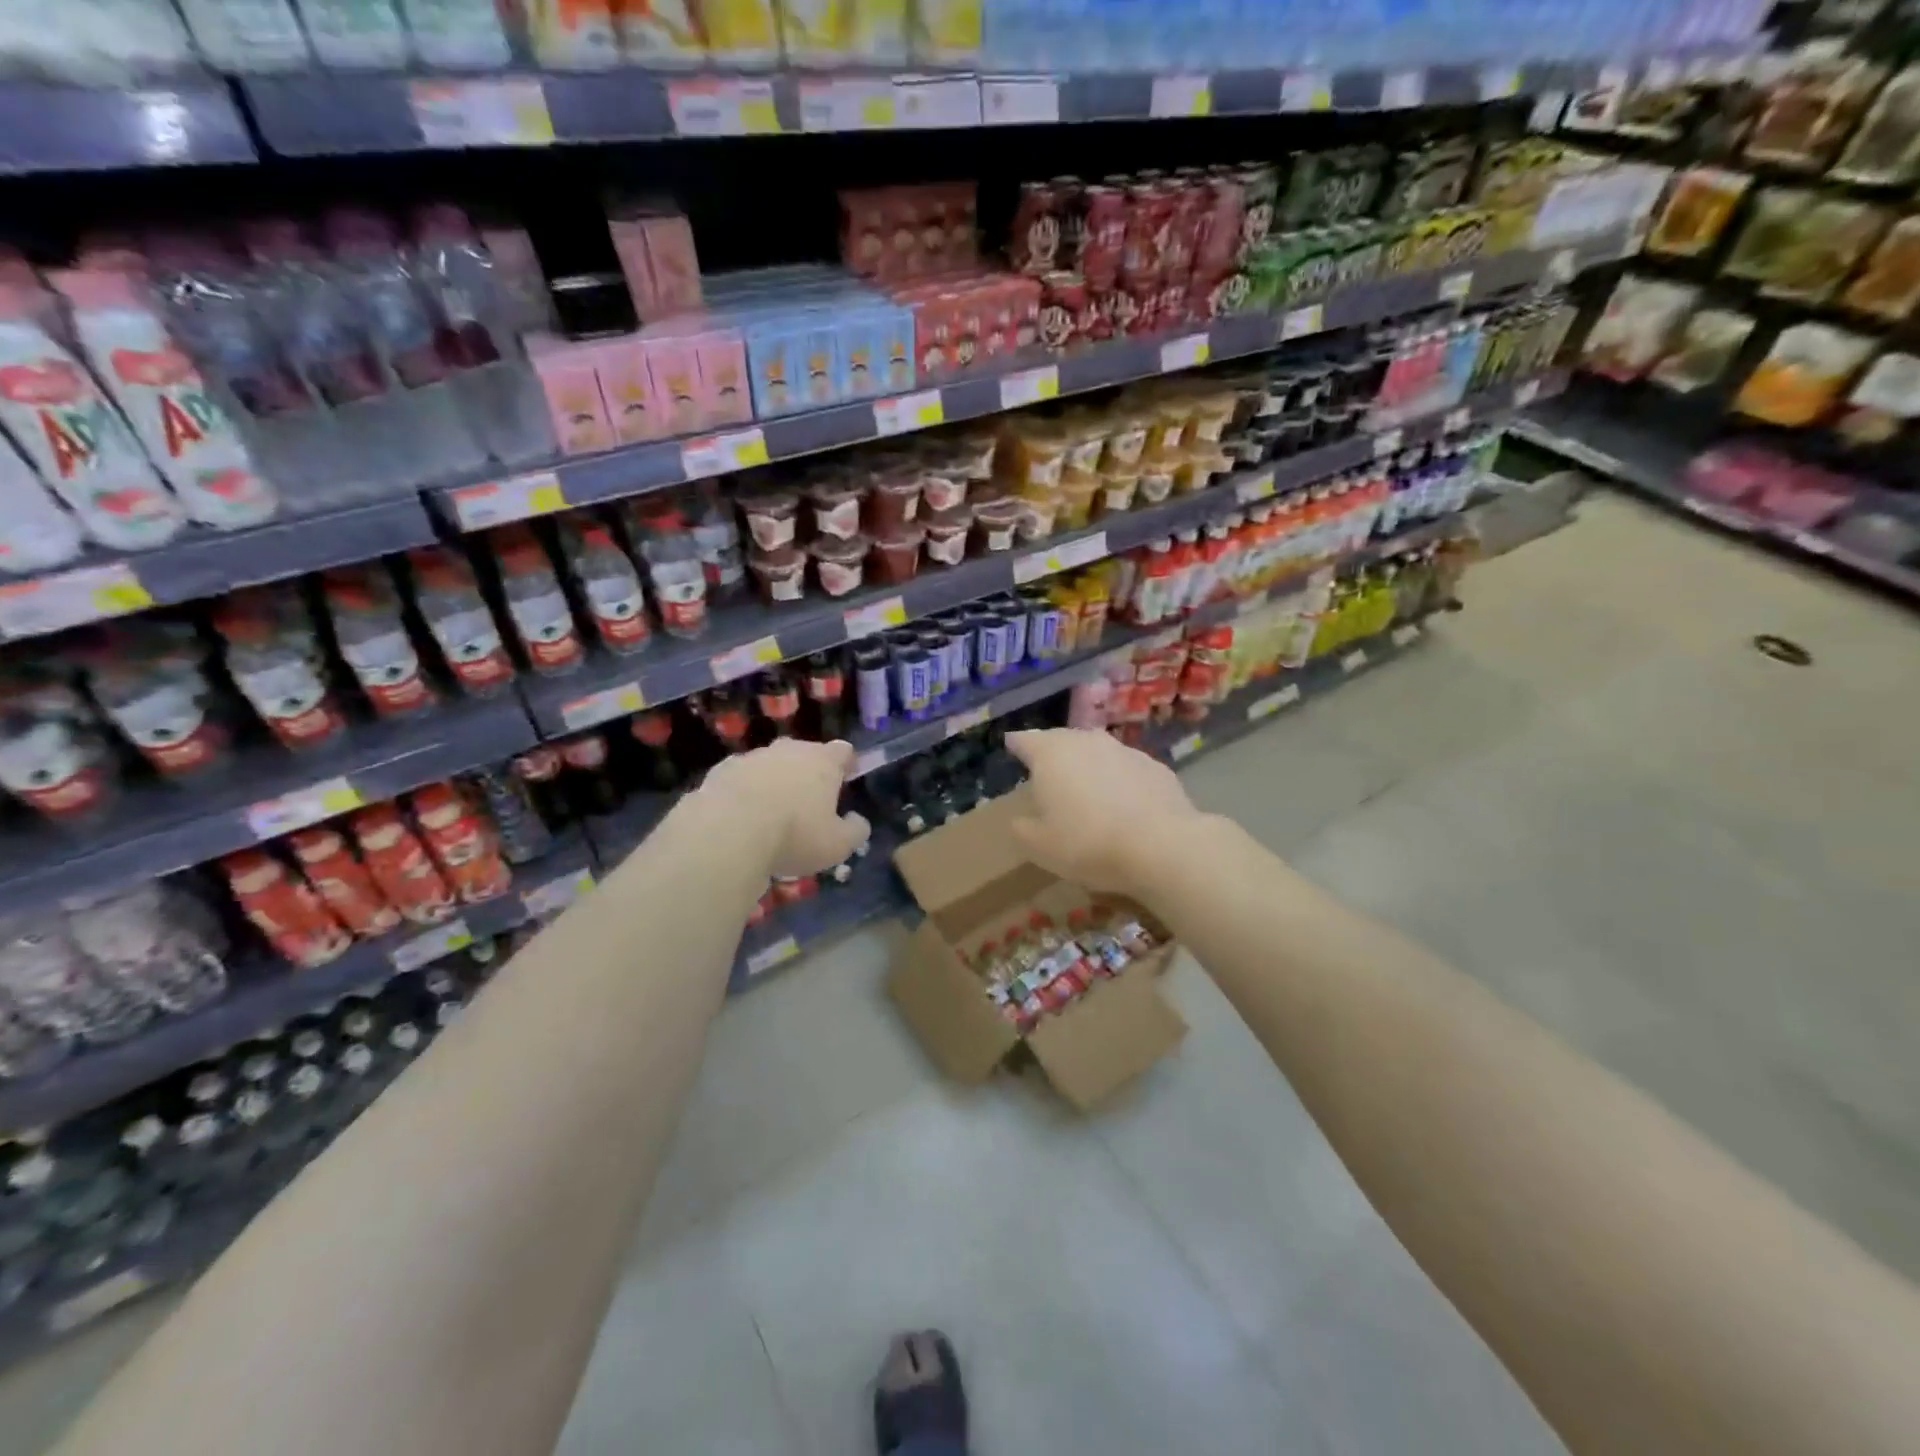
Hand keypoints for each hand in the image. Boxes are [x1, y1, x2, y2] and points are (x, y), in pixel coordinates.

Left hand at [697, 738, 870, 878]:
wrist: (727, 832)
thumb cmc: (794, 835)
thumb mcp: (838, 845)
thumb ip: (855, 831)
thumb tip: (857, 821)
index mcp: (822, 762)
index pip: (843, 750)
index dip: (847, 762)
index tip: (848, 776)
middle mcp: (789, 750)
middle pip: (804, 752)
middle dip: (808, 771)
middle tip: (809, 799)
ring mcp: (752, 757)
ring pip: (770, 764)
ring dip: (774, 780)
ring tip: (771, 811)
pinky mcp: (721, 771)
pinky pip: (740, 777)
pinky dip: (744, 790)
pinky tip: (741, 815)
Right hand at [1005, 729, 1202, 896]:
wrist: (1161, 845)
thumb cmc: (1087, 843)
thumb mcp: (1039, 847)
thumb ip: (1023, 828)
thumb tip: (1021, 820)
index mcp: (1051, 754)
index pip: (1024, 740)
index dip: (1016, 745)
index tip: (1011, 747)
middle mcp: (1086, 741)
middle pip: (1062, 740)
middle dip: (1053, 754)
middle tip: (1047, 774)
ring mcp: (1124, 750)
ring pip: (1097, 752)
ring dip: (1089, 766)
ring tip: (1086, 790)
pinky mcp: (1156, 766)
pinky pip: (1126, 769)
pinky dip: (1119, 780)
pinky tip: (1123, 804)